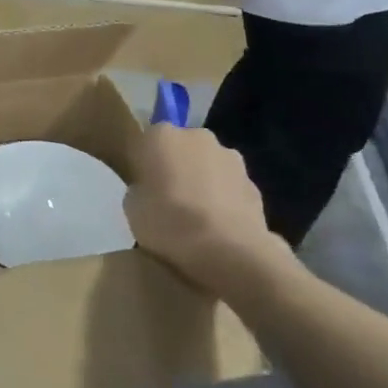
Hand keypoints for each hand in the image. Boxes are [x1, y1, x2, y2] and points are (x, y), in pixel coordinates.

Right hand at [126, 126, 284, 299]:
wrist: (228, 251)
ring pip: (209, 166)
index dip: (144, 164)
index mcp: (161, 136)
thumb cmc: (168, 222)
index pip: (146, 141)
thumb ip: (140, 189)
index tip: (143, 186)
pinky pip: (230, 189)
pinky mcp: (255, 185)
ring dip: (203, 182)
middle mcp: (197, 137)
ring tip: (197, 218)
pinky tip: (219, 228)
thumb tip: (150, 191)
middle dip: (176, 167)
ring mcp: (231, 159)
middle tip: (168, 199)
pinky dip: (224, 201)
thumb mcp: (132, 207)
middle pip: (181, 148)